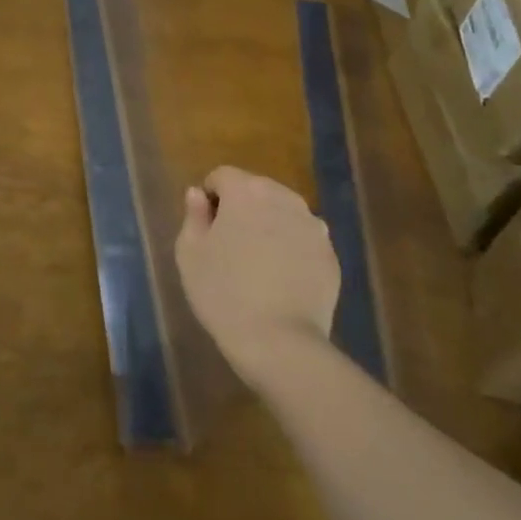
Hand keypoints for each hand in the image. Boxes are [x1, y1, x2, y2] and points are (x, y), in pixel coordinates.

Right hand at [175, 167, 337, 387]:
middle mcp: (284, 198)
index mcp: (246, 191)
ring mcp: (313, 226)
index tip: (206, 229)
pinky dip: (291, 249)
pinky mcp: (330, 255)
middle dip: (241, 209)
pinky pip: (303, 240)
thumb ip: (193, 216)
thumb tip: (197, 194)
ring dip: (269, 226)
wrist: (280, 343)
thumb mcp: (190, 253)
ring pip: (283, 213)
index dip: (210, 198)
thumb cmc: (224, 293)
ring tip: (257, 263)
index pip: (222, 176)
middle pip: (256, 190)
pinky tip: (281, 280)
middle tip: (229, 246)